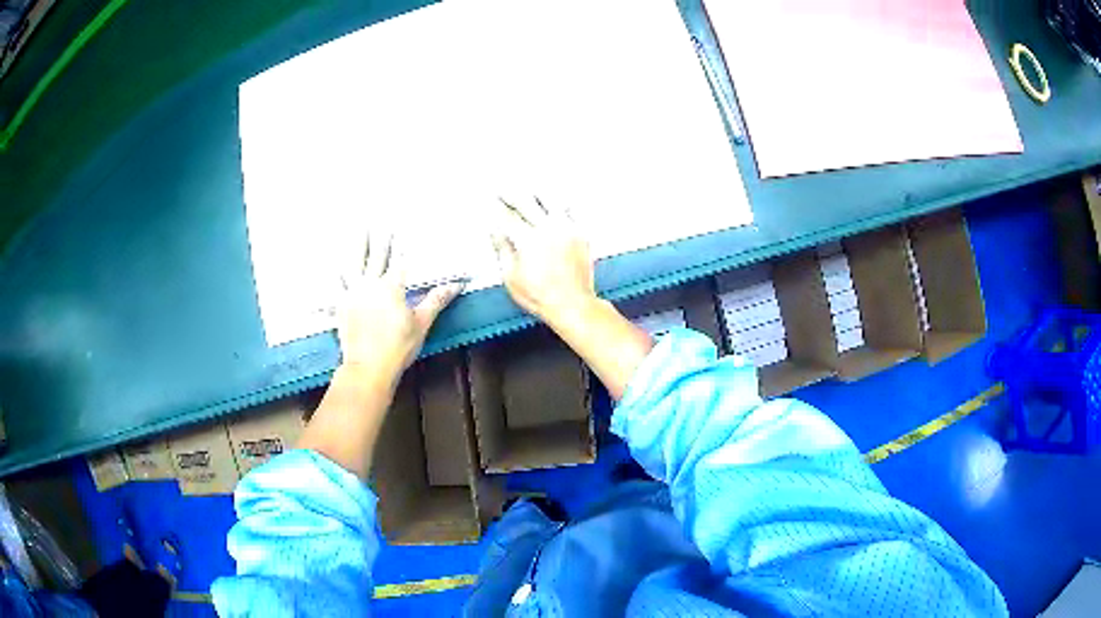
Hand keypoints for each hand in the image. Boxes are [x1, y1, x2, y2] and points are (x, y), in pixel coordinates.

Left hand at [339, 233, 463, 380]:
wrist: (368, 367)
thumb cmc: (399, 346)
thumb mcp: (421, 324)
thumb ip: (436, 300)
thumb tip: (456, 284)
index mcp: (391, 287)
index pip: (401, 261)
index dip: (404, 247)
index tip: (405, 229)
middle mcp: (371, 284)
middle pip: (376, 256)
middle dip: (380, 239)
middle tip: (379, 219)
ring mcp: (353, 293)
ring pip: (354, 263)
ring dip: (357, 246)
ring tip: (358, 230)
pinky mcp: (341, 306)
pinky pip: (337, 285)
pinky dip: (335, 274)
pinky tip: (332, 265)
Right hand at [492, 196, 596, 325]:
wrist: (573, 304)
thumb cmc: (539, 296)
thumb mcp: (511, 277)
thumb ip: (502, 250)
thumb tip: (495, 231)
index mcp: (528, 240)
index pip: (508, 216)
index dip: (497, 206)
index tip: (490, 199)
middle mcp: (548, 229)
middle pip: (526, 202)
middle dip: (511, 194)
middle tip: (502, 188)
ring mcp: (567, 228)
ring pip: (550, 199)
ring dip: (536, 192)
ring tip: (528, 188)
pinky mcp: (580, 233)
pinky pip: (569, 209)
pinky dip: (559, 203)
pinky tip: (553, 201)